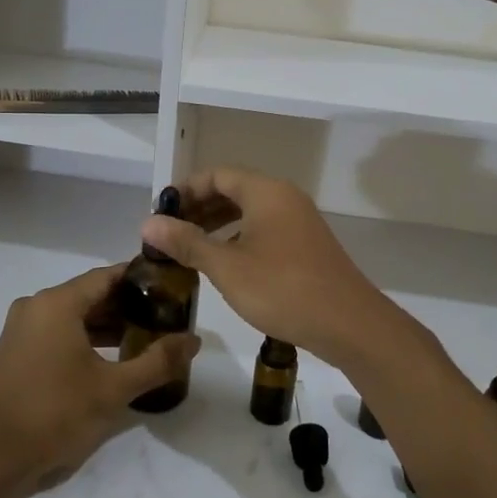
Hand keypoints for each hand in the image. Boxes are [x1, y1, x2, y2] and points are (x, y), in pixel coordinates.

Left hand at [0, 265, 197, 497]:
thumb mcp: (113, 390)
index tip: (171, 287)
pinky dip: (85, 338)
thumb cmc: (53, 416)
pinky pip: (58, 332)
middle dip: (128, 305)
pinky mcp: (16, 352)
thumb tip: (194, 340)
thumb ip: (157, 362)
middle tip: (165, 316)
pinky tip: (111, 358)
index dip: (140, 279)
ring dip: (107, 325)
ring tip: (145, 338)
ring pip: (74, 315)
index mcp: (56, 303)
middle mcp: (36, 306)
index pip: (107, 276)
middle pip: (90, 294)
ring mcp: (21, 329)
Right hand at [140, 168, 433, 372]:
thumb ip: (187, 243)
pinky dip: (239, 237)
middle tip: (170, 231)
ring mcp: (299, 221)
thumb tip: (148, 222)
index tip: (161, 211)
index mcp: (265, 192)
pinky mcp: (306, 245)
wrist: (348, 323)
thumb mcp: (227, 267)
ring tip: (190, 248)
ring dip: (218, 224)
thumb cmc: (282, 289)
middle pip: (234, 190)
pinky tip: (225, 263)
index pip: (217, 175)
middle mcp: (284, 198)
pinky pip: (265, 229)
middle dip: (199, 207)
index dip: (185, 189)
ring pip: (250, 211)